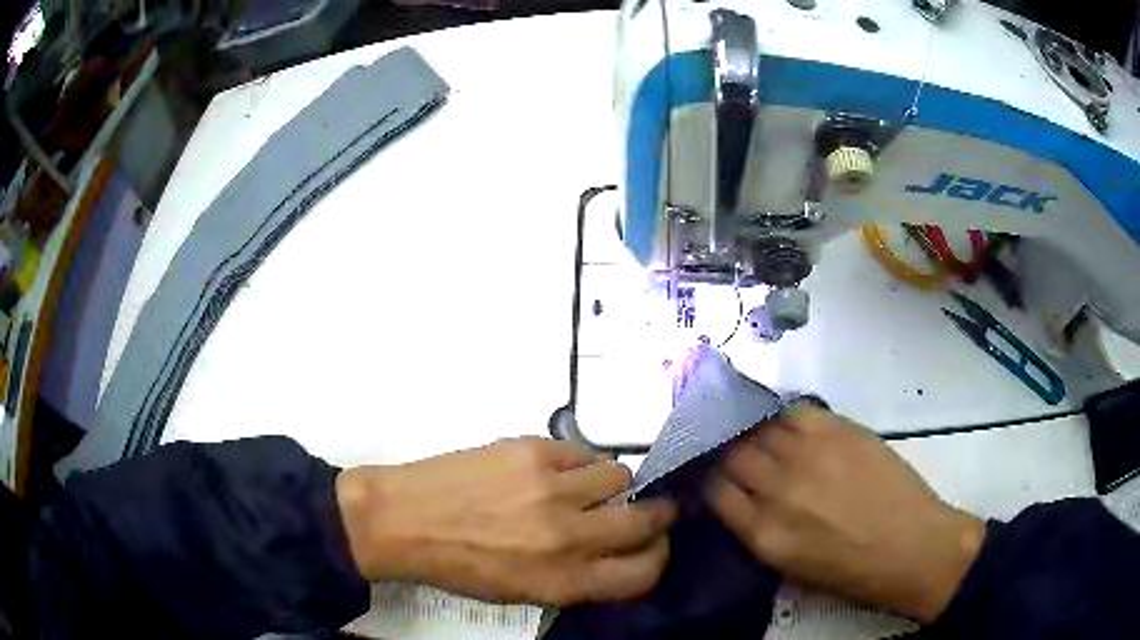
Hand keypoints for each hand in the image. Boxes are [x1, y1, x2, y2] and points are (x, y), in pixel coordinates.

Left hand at [337, 437, 675, 604]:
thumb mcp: (524, 592)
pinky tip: (553, 472)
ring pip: (621, 476)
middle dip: (655, 515)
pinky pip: (582, 453)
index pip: (645, 572)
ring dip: (612, 486)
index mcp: (565, 581)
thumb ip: (577, 577)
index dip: (657, 556)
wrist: (403, 519)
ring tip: (585, 489)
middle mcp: (569, 536)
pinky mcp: (534, 450)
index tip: (653, 545)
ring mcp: (553, 488)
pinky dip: (578, 464)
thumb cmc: (459, 566)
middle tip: (645, 510)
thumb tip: (615, 552)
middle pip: (647, 519)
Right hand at [707, 406, 985, 621]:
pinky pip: (794, 412)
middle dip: (723, 450)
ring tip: (750, 428)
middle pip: (731, 455)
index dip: (706, 478)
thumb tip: (739, 497)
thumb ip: (757, 530)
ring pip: (759, 429)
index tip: (707, 471)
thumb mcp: (789, 567)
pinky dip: (782, 416)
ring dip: (749, 429)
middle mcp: (778, 490)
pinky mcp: (837, 431)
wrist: (911, 547)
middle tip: (725, 446)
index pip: (715, 492)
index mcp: (763, 534)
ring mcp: (809, 456)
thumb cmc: (850, 570)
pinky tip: (783, 421)